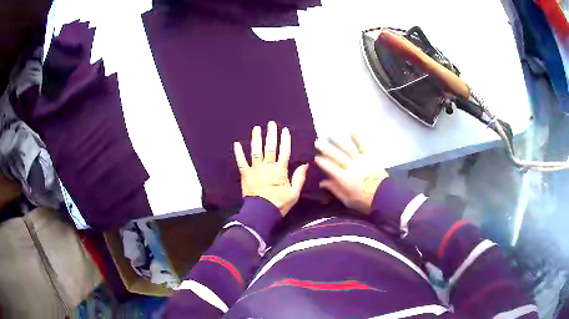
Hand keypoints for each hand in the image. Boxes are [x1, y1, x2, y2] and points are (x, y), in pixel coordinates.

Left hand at [234, 121, 308, 215]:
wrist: (261, 213)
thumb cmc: (279, 204)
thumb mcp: (294, 193)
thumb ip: (299, 178)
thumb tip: (305, 164)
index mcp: (280, 171)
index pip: (284, 152)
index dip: (285, 140)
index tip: (285, 130)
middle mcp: (267, 167)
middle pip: (269, 148)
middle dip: (271, 134)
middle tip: (271, 123)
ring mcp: (255, 169)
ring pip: (255, 151)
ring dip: (256, 139)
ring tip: (256, 128)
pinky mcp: (245, 174)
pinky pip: (241, 162)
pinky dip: (238, 153)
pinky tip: (236, 144)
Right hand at [314, 134, 388, 214]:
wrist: (384, 197)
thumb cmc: (365, 201)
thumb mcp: (347, 200)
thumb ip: (335, 189)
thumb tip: (322, 182)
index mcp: (344, 178)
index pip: (330, 167)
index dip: (322, 162)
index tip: (315, 157)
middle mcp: (351, 167)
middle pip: (337, 156)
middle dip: (326, 149)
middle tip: (317, 142)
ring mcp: (361, 161)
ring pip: (347, 149)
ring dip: (338, 142)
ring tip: (330, 136)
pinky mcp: (371, 158)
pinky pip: (364, 146)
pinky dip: (358, 138)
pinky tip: (352, 131)